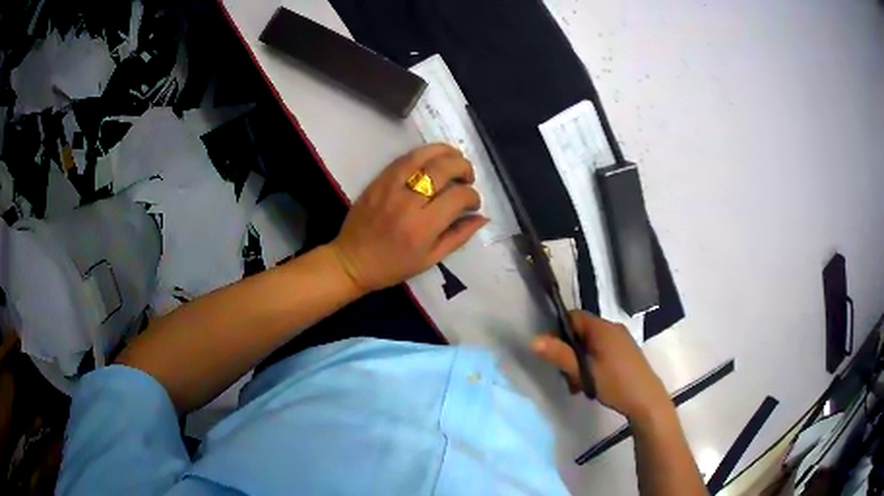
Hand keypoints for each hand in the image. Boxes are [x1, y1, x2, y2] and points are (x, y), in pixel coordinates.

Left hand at [328, 144, 487, 291]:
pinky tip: (432, 160)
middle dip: (464, 167)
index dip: (473, 196)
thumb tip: (482, 217)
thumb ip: (459, 236)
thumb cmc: (392, 266)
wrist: (351, 260)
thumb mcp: (430, 259)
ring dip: (445, 152)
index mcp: (423, 227)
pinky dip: (423, 154)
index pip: (458, 196)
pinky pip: (404, 158)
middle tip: (468, 178)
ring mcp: (390, 187)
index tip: (472, 203)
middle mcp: (408, 202)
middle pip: (444, 169)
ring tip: (455, 159)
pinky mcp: (379, 180)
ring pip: (423, 155)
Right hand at [533, 311, 672, 421]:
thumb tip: (533, 340)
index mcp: (602, 328)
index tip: (552, 352)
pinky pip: (602, 352)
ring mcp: (621, 341)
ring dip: (580, 362)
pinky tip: (592, 384)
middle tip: (567, 376)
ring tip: (579, 386)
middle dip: (569, 353)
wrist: (646, 400)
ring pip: (591, 345)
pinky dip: (592, 364)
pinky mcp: (626, 353)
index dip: (559, 331)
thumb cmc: (615, 383)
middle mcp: (613, 328)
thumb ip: (560, 355)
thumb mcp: (584, 371)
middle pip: (581, 333)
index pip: (574, 317)